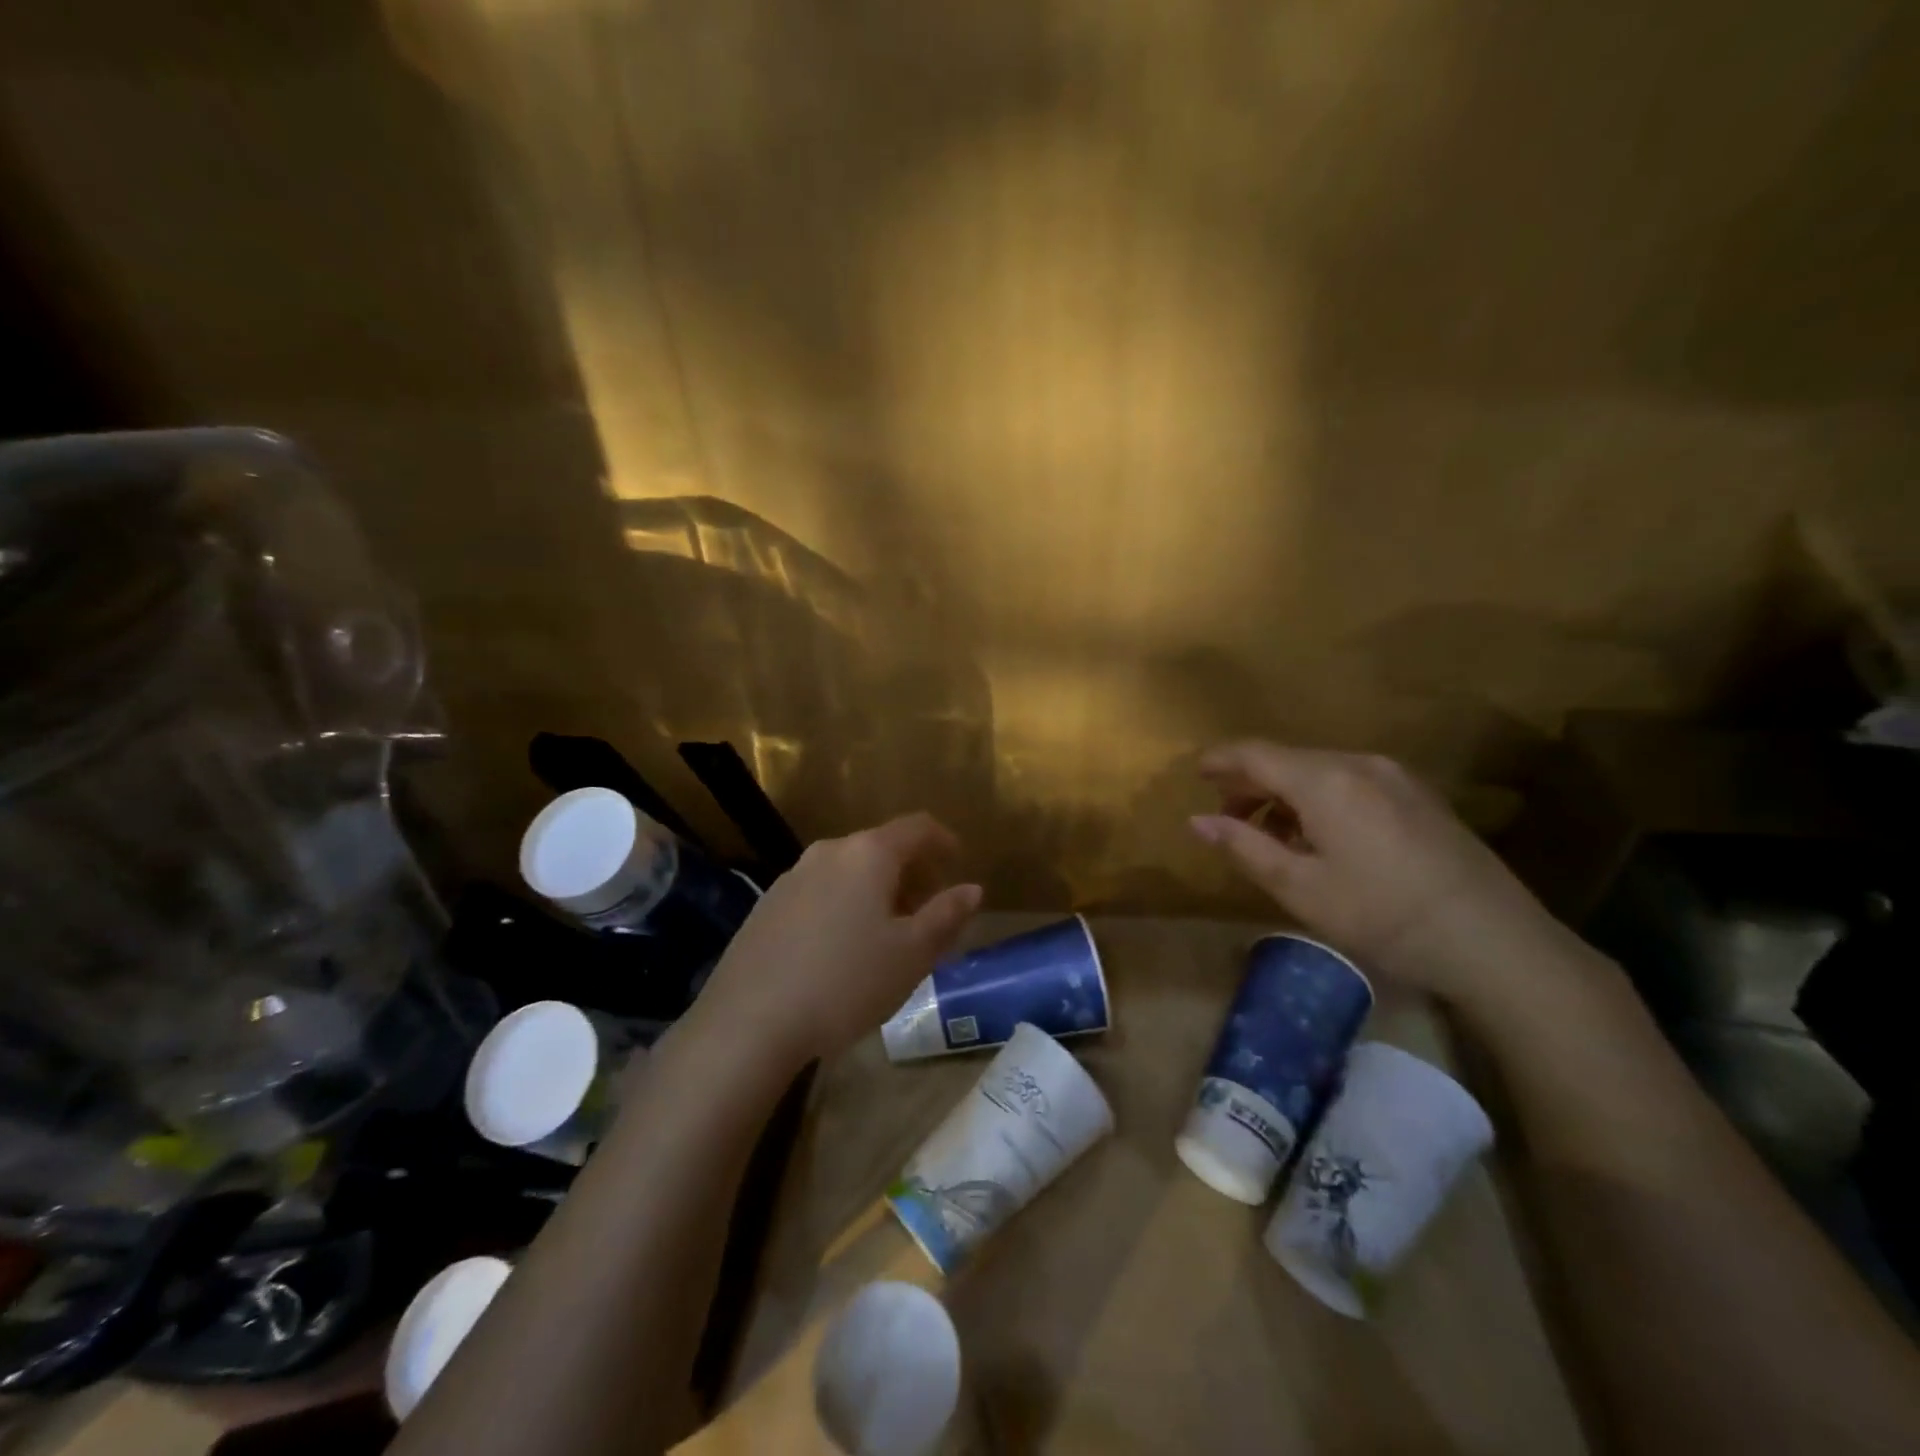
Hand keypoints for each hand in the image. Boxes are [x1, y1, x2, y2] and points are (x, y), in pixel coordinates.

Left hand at [692, 813, 981, 1070]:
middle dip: (911, 873)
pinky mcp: (767, 906)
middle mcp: (828, 852)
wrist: (749, 1022)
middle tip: (928, 911)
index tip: (958, 863)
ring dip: (877, 891)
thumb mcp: (911, 954)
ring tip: (887, 934)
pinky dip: (844, 905)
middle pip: (881, 847)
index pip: (917, 827)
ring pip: (848, 871)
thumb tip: (972, 889)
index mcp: (868, 854)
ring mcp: (791, 877)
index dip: (944, 840)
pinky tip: (841, 949)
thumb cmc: (846, 982)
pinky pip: (820, 892)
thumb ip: (946, 915)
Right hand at [1189, 741, 1570, 1004]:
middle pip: (1288, 759)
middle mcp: (1359, 763)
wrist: (1494, 941)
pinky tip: (1322, 839)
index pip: (1255, 753)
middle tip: (1228, 820)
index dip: (1219, 761)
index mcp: (1324, 779)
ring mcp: (1396, 777)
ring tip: (1273, 837)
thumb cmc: (1382, 915)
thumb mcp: (1299, 888)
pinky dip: (1320, 800)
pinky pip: (1351, 782)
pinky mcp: (1420, 796)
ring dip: (1286, 795)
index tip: (1194, 775)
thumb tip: (1197, 821)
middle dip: (1251, 784)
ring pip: (1320, 771)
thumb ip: (1243, 847)